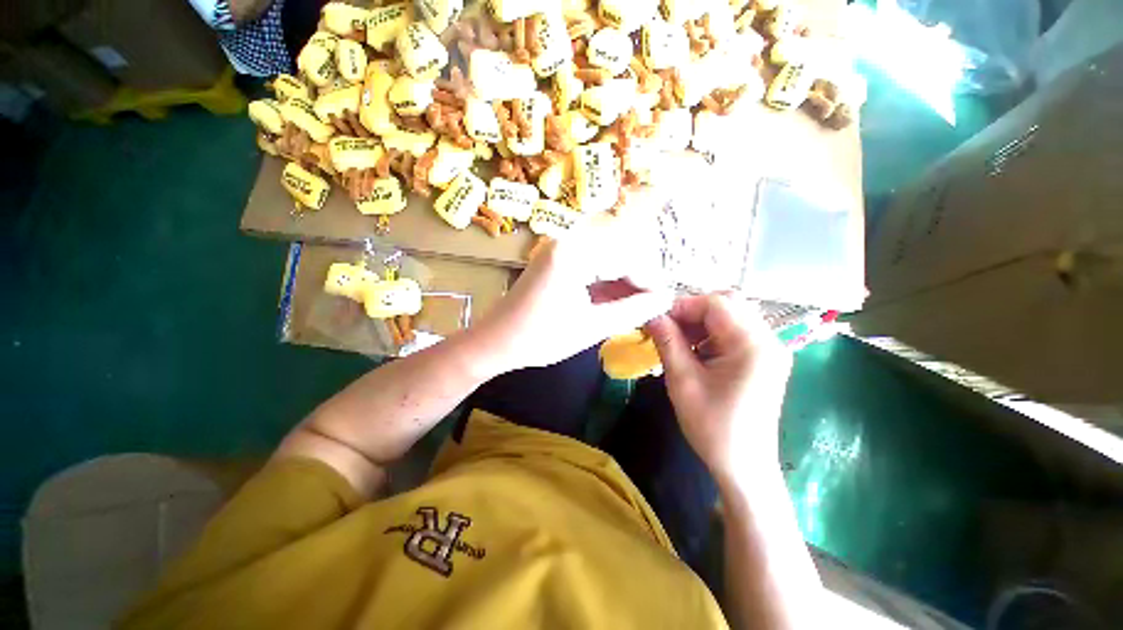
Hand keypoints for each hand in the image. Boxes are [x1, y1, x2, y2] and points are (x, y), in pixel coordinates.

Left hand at [474, 216, 672, 373]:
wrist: (495, 341)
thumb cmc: (541, 338)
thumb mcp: (592, 326)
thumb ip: (632, 310)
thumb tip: (665, 299)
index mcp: (573, 253)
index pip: (626, 257)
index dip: (649, 280)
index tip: (665, 300)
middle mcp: (567, 240)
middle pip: (618, 254)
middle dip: (637, 280)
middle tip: (652, 305)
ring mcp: (559, 248)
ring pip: (605, 259)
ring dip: (622, 282)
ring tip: (638, 305)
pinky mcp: (556, 258)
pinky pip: (590, 264)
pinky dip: (605, 282)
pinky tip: (616, 299)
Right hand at [646, 294, 791, 480]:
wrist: (744, 467)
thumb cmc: (712, 427)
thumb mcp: (683, 381)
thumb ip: (667, 341)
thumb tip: (651, 315)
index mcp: (752, 344)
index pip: (717, 303)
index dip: (684, 305)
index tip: (658, 319)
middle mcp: (768, 339)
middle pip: (728, 304)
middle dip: (693, 311)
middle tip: (668, 329)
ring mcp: (769, 349)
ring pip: (731, 315)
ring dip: (701, 322)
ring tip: (678, 341)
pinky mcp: (764, 359)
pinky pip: (735, 332)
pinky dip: (711, 334)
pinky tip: (696, 351)